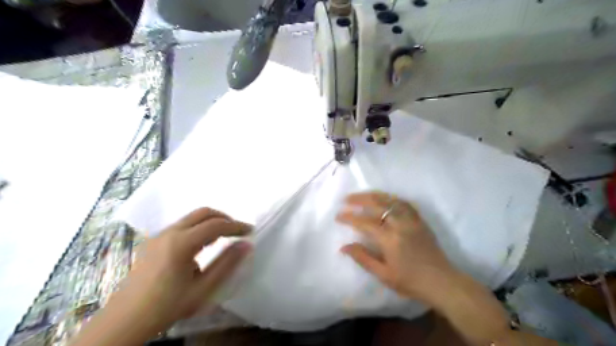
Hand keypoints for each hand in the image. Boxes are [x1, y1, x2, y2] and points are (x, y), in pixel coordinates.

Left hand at [72, 208, 251, 345]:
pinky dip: (197, 227)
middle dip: (224, 218)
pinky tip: (200, 246)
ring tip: (222, 237)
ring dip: (210, 221)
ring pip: (191, 217)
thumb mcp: (202, 289)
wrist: (125, 320)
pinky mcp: (153, 241)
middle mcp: (169, 233)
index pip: (216, 225)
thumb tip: (246, 245)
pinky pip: (181, 225)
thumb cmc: (167, 306)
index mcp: (181, 243)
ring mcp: (159, 235)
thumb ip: (226, 264)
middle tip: (237, 230)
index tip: (250, 231)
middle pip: (203, 212)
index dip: (236, 226)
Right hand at [337, 192, 456, 302]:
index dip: (349, 217)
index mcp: (390, 239)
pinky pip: (404, 203)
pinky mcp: (420, 220)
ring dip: (374, 195)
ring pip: (391, 200)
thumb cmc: (411, 281)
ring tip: (362, 195)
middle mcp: (400, 224)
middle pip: (377, 204)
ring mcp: (412, 220)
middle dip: (359, 199)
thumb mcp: (383, 274)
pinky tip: (385, 199)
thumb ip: (363, 258)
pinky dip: (392, 198)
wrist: (442, 282)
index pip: (365, 222)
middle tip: (346, 199)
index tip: (338, 216)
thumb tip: (344, 247)